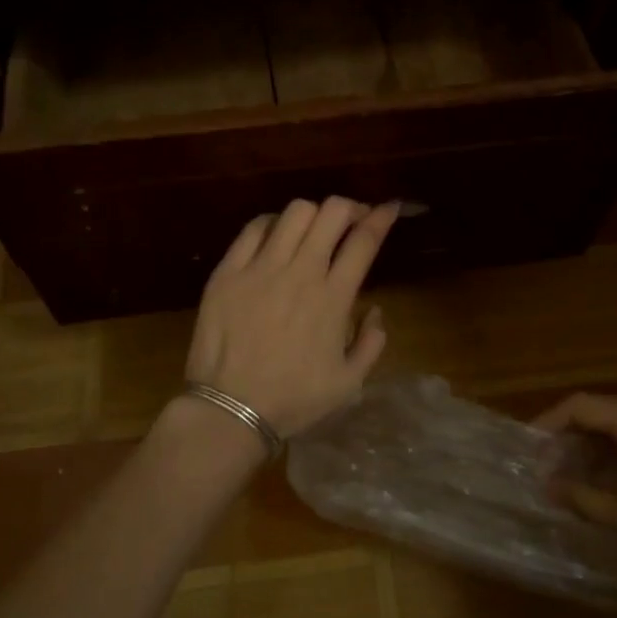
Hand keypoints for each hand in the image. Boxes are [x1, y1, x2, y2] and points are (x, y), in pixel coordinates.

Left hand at [185, 197, 398, 438]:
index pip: (364, 240)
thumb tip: (374, 311)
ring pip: (294, 212)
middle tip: (351, 220)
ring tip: (313, 230)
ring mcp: (261, 268)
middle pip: (331, 212)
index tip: (389, 208)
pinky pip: (254, 229)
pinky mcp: (228, 271)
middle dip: (349, 207)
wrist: (231, 410)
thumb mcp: (349, 383)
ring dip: (313, 214)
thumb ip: (371, 343)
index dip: (380, 217)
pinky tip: (275, 236)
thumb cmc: (293, 399)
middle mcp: (301, 272)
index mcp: (334, 297)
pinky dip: (272, 223)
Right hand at [538, 394, 616, 614]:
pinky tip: (615, 480)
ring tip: (576, 477)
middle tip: (549, 467)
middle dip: (572, 436)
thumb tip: (548, 486)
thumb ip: (584, 497)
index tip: (527, 448)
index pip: (581, 405)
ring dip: (598, 445)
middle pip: (604, 409)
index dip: (548, 423)